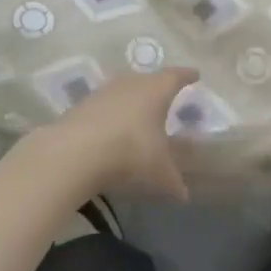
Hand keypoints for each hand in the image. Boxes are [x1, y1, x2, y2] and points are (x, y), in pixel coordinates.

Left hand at [43, 68, 198, 200]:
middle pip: (149, 79)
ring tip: (139, 111)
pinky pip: (105, 104)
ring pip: (124, 89)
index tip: (195, 75)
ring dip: (132, 99)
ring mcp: (104, 91)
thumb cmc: (130, 152)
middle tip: (166, 95)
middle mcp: (132, 83)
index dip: (187, 76)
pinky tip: (112, 127)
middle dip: (158, 86)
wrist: (75, 152)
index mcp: (157, 90)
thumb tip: (184, 195)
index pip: (177, 76)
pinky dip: (112, 113)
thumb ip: (173, 181)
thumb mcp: (159, 172)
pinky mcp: (82, 104)